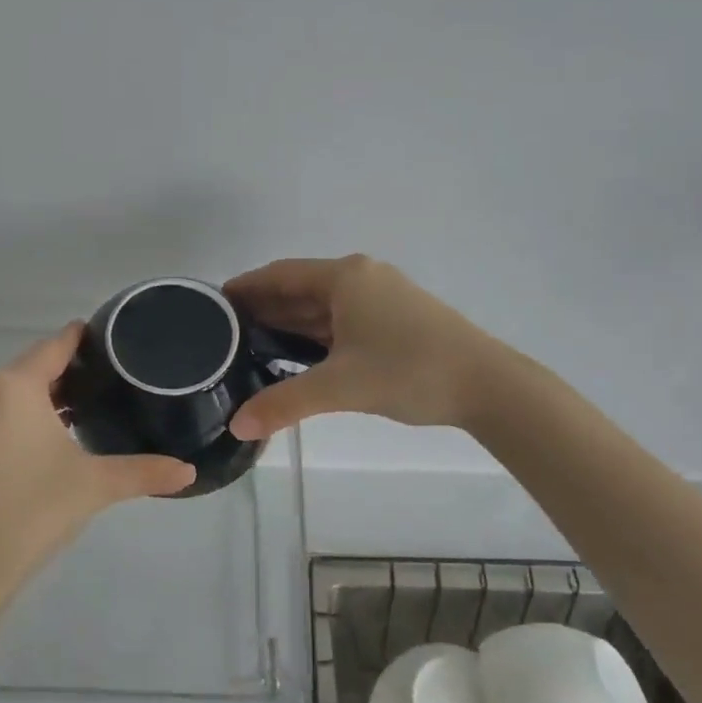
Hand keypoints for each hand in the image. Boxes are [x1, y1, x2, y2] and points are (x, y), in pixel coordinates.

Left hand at [0, 324, 195, 596]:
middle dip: (65, 377)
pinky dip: (14, 418)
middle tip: (107, 388)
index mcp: (12, 384)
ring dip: (39, 400)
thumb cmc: (30, 512)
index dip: (82, 339)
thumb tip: (190, 472)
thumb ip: (144, 472)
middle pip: (31, 369)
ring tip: (80, 415)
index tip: (109, 338)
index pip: (55, 346)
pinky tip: (41, 442)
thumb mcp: (94, 486)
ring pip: (7, 392)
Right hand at [226, 256, 499, 439]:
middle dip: (263, 309)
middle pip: (299, 289)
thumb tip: (237, 427)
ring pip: (322, 307)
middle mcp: (361, 278)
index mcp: (345, 277)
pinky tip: (296, 357)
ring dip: (289, 324)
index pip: (279, 275)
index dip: (244, 288)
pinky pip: (342, 321)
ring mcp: (381, 298)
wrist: (489, 385)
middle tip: (223, 334)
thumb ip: (284, 404)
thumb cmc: (410, 371)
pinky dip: (315, 335)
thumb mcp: (341, 387)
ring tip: (250, 348)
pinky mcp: (396, 320)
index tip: (212, 306)